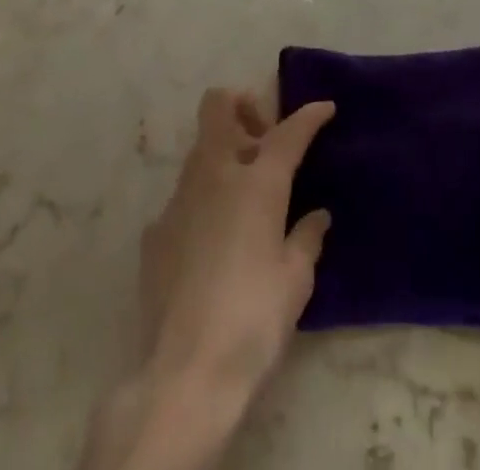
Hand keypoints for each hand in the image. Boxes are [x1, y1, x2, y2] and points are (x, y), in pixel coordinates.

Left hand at [140, 89, 335, 388]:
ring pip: (200, 150)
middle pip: (218, 105)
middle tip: (263, 141)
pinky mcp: (155, 230)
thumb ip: (307, 238)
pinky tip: (215, 245)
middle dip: (243, 106)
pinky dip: (204, 203)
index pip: (288, 132)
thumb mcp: (296, 281)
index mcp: (255, 182)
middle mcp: (213, 175)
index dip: (308, 116)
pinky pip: (184, 197)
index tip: (324, 108)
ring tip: (245, 198)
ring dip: (224, 155)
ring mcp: (178, 199)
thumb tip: (317, 217)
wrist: (185, 373)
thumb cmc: (253, 319)